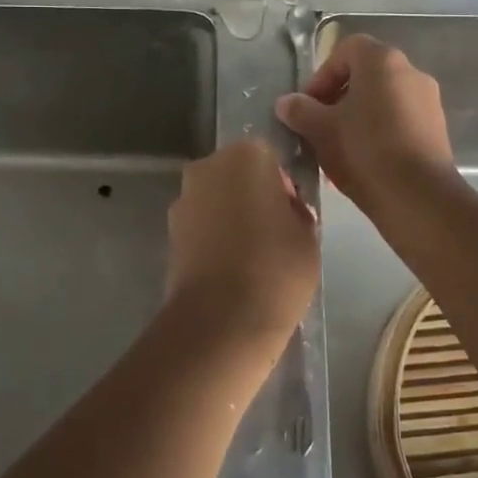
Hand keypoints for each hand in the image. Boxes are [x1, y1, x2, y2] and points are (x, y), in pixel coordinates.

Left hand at [162, 139, 317, 352]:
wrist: (221, 321)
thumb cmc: (276, 268)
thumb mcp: (308, 235)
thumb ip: (296, 211)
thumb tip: (283, 211)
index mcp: (247, 156)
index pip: (271, 159)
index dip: (283, 186)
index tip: (292, 215)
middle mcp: (208, 167)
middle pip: (238, 175)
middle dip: (253, 196)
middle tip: (274, 234)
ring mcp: (183, 199)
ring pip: (217, 200)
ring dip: (231, 217)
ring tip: (252, 257)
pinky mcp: (169, 231)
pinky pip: (201, 225)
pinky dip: (214, 238)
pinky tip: (231, 268)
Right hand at [275, 34, 455, 211]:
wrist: (417, 196)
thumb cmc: (364, 150)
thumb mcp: (320, 130)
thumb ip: (299, 110)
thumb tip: (286, 103)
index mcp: (382, 61)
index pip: (346, 50)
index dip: (322, 75)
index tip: (308, 105)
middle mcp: (411, 72)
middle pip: (365, 76)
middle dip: (337, 99)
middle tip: (319, 127)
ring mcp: (428, 102)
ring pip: (382, 101)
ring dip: (357, 118)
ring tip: (338, 149)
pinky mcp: (437, 130)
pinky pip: (399, 121)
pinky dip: (378, 134)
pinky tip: (363, 163)